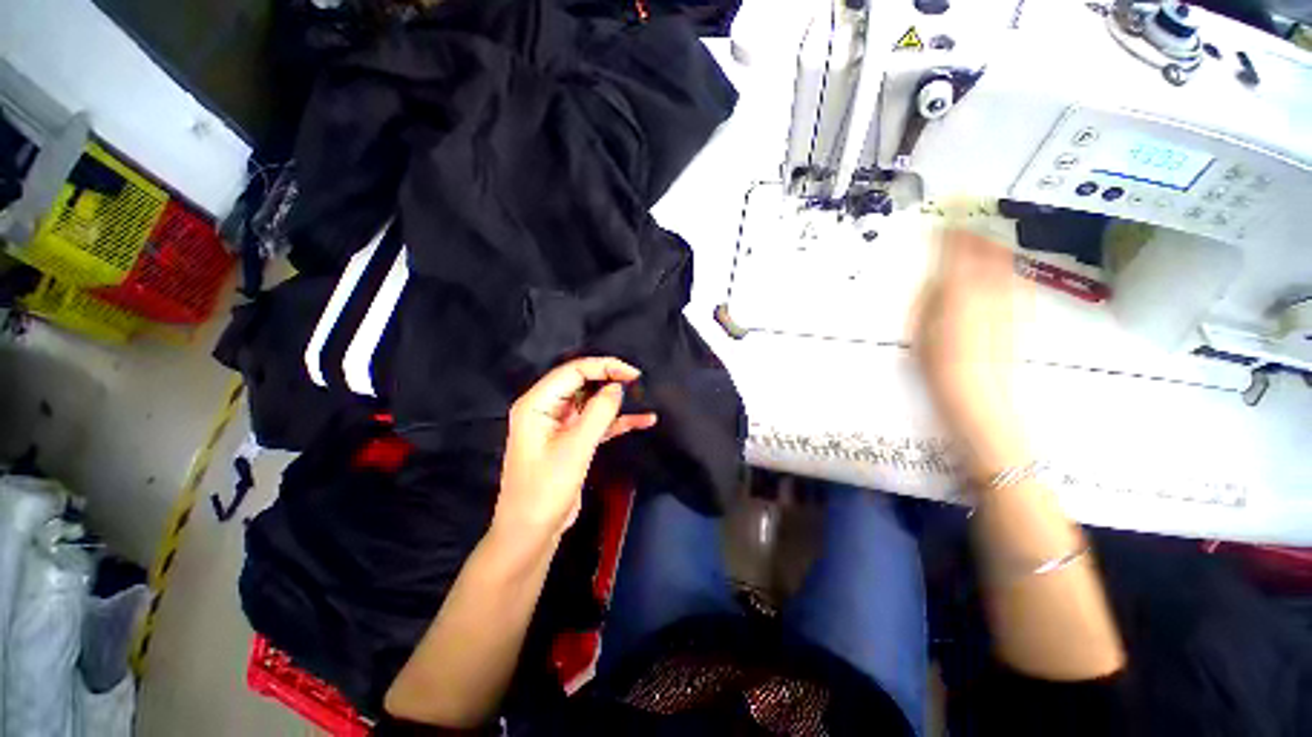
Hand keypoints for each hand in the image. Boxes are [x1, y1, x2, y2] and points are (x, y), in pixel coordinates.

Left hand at [495, 357, 657, 539]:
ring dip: (616, 401)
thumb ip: (598, 413)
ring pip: (592, 402)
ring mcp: (560, 424)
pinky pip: (597, 422)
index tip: (632, 373)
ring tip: (644, 397)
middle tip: (639, 382)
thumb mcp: (574, 448)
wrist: (532, 532)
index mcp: (537, 403)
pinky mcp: (572, 440)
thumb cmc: (545, 489)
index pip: (573, 371)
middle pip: (582, 383)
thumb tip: (618, 386)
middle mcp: (546, 408)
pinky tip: (643, 420)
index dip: (604, 367)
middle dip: (610, 380)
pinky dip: (617, 421)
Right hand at [914, 229, 1029, 474]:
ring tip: (978, 242)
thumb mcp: (921, 327)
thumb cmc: (938, 365)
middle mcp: (992, 288)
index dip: (953, 227)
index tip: (948, 210)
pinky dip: (1004, 268)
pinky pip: (1015, 279)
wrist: (978, 395)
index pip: (958, 248)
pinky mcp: (1021, 314)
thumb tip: (938, 274)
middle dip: (976, 232)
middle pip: (989, 249)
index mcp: (961, 290)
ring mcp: (1011, 301)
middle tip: (963, 223)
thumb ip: (931, 295)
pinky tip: (996, 272)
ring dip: (991, 248)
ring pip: (1005, 262)